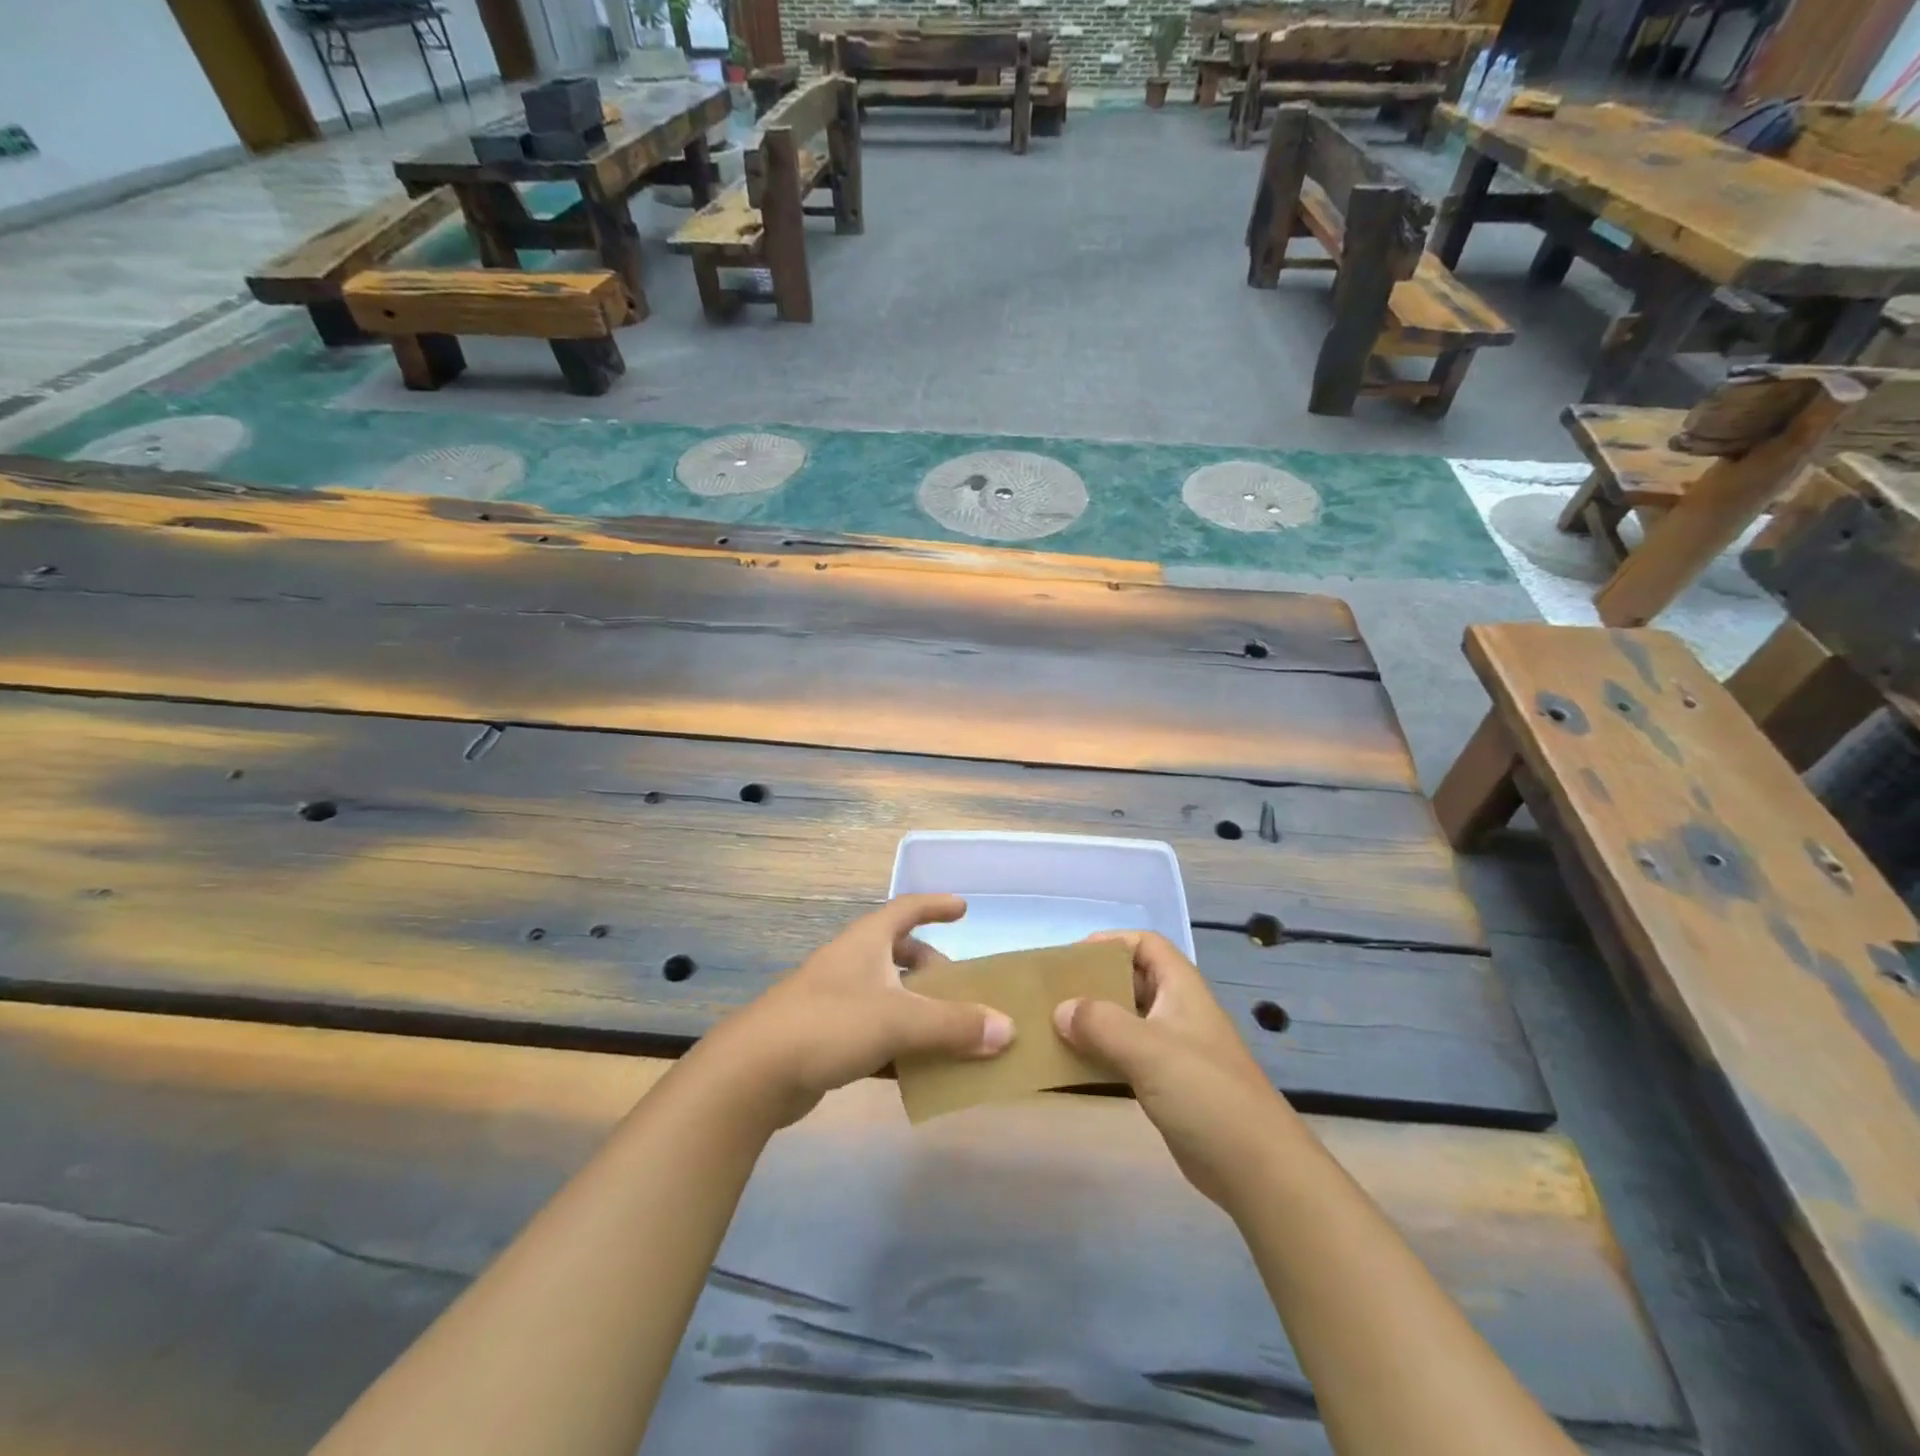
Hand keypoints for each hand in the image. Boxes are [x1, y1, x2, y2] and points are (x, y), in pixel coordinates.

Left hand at [708, 895, 1014, 1127]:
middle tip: (960, 987)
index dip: (935, 905)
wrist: (753, 1073)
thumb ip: (955, 1025)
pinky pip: (873, 1033)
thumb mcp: (899, 1020)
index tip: (963, 909)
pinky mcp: (824, 1039)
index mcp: (866, 943)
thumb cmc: (829, 1025)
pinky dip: (898, 1044)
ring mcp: (834, 1001)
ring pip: (887, 995)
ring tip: (948, 1030)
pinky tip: (917, 1070)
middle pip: (897, 953)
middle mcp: (850, 964)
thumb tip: (1008, 1029)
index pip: (906, 908)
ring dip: (917, 1009)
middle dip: (931, 967)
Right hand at [1054, 931, 1295, 1207]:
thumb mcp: (1149, 1050)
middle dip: (1094, 983)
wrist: (1257, 1168)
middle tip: (1054, 994)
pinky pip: (1126, 1056)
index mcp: (1181, 989)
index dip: (1111, 942)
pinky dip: (1101, 1055)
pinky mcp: (1168, 1085)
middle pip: (1132, 980)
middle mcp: (1177, 1011)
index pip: (1146, 945)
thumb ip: (1101, 1024)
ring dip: (1094, 1021)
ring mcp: (1173, 1050)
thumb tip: (1060, 1009)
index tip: (1072, 958)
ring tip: (1054, 1027)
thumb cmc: (1205, 1093)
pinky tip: (1074, 1066)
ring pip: (1126, 1020)